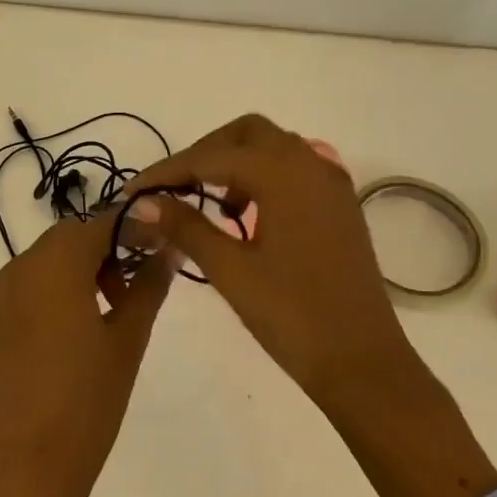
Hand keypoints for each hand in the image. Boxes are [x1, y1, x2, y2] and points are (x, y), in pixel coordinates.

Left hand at [0, 212, 175, 496]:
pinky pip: (25, 291)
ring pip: (45, 262)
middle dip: (104, 249)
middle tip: (131, 287)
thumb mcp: (130, 338)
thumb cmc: (90, 397)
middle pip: (69, 238)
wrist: (31, 464)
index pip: (101, 223)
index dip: (133, 226)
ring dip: (77, 270)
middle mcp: (21, 269)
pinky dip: (51, 294)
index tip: (160, 244)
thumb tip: (168, 250)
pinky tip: (68, 335)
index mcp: (57, 265)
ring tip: (105, 313)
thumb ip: (150, 284)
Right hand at [126, 115, 496, 496]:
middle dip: (205, 153)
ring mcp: (331, 183)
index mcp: (284, 172)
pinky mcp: (340, 205)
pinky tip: (247, 215)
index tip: (133, 191)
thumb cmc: (293, 316)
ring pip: (273, 148)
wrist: (363, 362)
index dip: (167, 171)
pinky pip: (295, 169)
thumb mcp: (230, 270)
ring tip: (209, 205)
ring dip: (236, 163)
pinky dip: (264, 177)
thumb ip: (185, 226)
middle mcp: (310, 163)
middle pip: (246, 134)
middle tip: (174, 189)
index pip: (211, 157)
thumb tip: (143, 202)